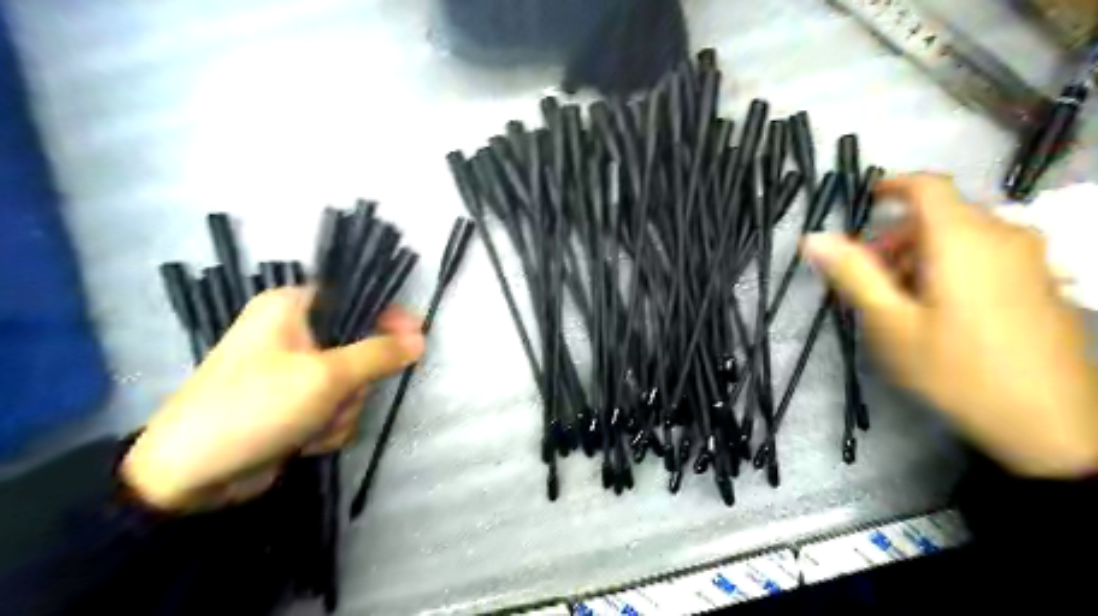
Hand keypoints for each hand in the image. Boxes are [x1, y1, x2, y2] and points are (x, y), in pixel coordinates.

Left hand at [120, 289, 422, 508]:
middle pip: (360, 348)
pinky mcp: (297, 405)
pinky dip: (329, 427)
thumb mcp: (326, 376)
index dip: (387, 318)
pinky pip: (338, 408)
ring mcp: (296, 372)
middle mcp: (294, 334)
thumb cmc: (256, 406)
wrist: (191, 477)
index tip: (414, 340)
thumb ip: (380, 354)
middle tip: (337, 397)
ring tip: (312, 426)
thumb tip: (420, 338)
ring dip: (343, 410)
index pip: (356, 297)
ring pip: (353, 385)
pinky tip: (304, 440)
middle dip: (356, 383)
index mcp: (291, 307)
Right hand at [805, 174, 1097, 475]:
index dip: (892, 186)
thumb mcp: (890, 323)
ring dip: (921, 254)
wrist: (1048, 423)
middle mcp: (1003, 236)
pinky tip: (937, 310)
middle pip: (940, 216)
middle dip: (897, 237)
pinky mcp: (1040, 282)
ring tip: (899, 300)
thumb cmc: (956, 369)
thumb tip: (813, 238)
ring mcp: (1029, 259)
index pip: (927, 186)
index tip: (864, 202)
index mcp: (962, 239)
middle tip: (868, 278)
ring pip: (962, 237)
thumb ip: (853, 274)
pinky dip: (950, 266)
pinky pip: (986, 256)